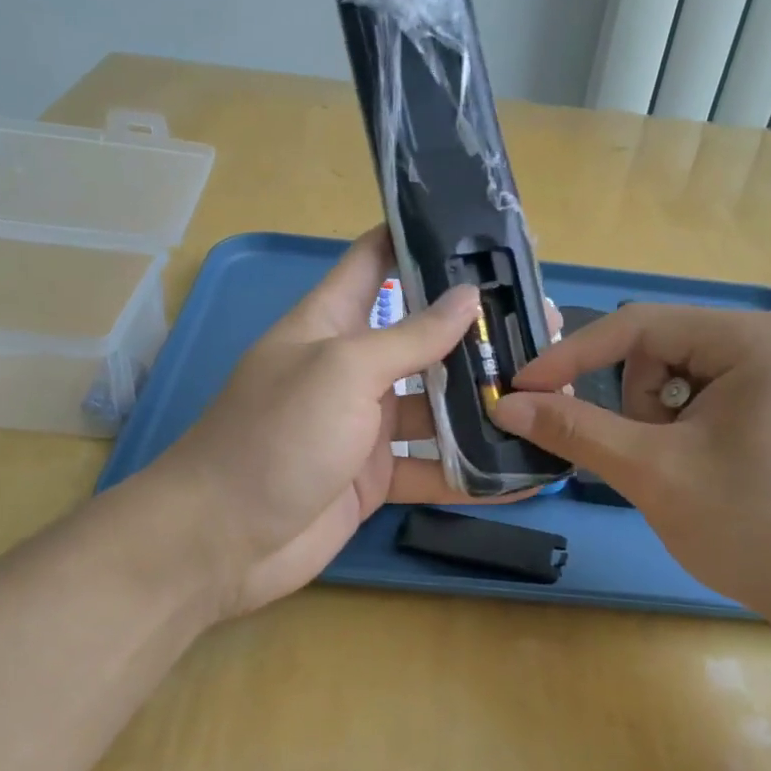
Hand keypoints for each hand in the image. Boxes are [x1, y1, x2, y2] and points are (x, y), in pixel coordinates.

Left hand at [139, 228, 510, 619]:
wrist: (223, 541)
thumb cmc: (276, 437)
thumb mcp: (342, 371)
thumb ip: (408, 336)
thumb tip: (468, 295)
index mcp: (329, 323)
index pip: (374, 261)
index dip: (419, 239)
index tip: (479, 229)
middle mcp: (350, 369)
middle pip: (421, 339)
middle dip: (475, 332)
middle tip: (543, 324)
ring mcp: (364, 428)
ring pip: (435, 407)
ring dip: (482, 404)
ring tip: (548, 394)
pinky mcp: (375, 479)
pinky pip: (432, 469)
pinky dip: (472, 473)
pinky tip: (523, 473)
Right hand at [491, 304, 770, 627]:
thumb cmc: (755, 526)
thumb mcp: (653, 473)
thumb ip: (575, 430)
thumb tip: (505, 404)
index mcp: (753, 338)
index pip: (637, 325)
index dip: (570, 358)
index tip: (520, 393)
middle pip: (661, 354)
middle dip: (635, 408)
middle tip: (648, 461)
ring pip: (680, 384)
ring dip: (658, 428)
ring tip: (683, 477)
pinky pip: (708, 406)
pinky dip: (684, 438)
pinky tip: (704, 479)